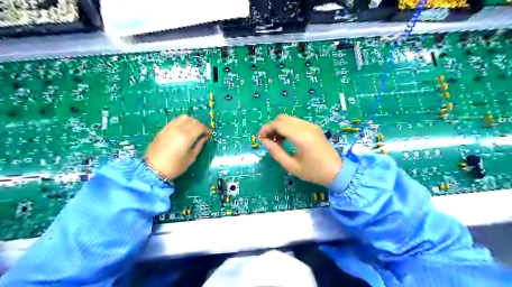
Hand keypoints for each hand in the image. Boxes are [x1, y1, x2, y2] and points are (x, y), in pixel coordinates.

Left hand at [144, 114, 209, 179]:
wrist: (153, 169)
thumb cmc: (175, 166)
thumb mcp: (191, 158)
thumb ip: (199, 145)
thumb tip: (204, 138)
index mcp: (187, 137)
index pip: (200, 126)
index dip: (206, 129)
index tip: (209, 135)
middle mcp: (178, 129)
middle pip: (193, 120)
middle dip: (200, 125)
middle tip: (202, 133)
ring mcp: (170, 128)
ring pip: (184, 117)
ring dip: (191, 121)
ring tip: (193, 129)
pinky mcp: (163, 129)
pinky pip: (175, 120)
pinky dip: (182, 122)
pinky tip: (183, 129)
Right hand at [262, 115, 340, 185]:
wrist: (336, 172)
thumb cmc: (313, 172)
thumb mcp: (291, 166)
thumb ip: (276, 152)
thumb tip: (265, 142)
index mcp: (301, 136)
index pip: (278, 124)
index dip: (266, 129)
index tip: (260, 138)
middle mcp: (306, 127)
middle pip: (282, 118)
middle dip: (272, 127)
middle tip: (268, 140)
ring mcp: (311, 126)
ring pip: (289, 119)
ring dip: (279, 127)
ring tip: (277, 142)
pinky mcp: (313, 128)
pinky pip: (296, 122)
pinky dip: (287, 127)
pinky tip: (287, 139)